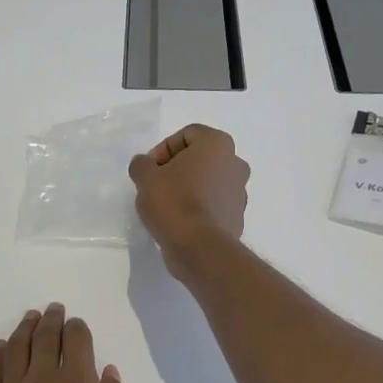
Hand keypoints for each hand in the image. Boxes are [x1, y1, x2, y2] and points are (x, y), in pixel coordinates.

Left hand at [0, 305, 137, 382]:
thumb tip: (109, 372)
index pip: (77, 342)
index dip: (78, 329)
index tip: (77, 323)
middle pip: (43, 340)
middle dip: (50, 322)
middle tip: (52, 310)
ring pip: (14, 352)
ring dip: (23, 332)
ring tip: (28, 319)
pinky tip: (0, 349)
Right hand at [128, 124, 250, 281]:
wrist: (198, 247)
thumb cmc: (173, 202)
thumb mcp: (145, 177)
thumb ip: (142, 164)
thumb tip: (144, 164)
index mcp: (218, 144)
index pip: (187, 134)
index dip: (162, 149)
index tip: (149, 170)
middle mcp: (236, 163)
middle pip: (199, 158)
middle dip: (176, 169)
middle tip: (155, 185)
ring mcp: (240, 192)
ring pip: (208, 182)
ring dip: (188, 188)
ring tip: (166, 206)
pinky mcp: (237, 217)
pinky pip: (213, 204)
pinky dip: (198, 208)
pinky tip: (179, 222)